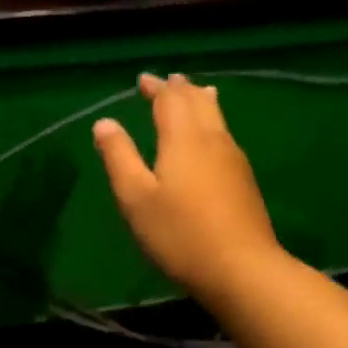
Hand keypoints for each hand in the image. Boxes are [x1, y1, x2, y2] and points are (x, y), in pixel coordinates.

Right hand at [92, 72, 281, 300]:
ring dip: (200, 102)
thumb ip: (119, 157)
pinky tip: (211, 138)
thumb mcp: (136, 198)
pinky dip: (212, 123)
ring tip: (196, 94)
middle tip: (169, 80)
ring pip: (217, 117)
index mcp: (183, 138)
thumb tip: (104, 123)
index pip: (169, 100)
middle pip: (198, 102)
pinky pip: (224, 136)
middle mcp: (212, 139)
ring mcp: (233, 159)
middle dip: (180, 89)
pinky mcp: (243, 180)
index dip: (156, 87)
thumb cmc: (179, 233)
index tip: (143, 79)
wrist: (240, 268)